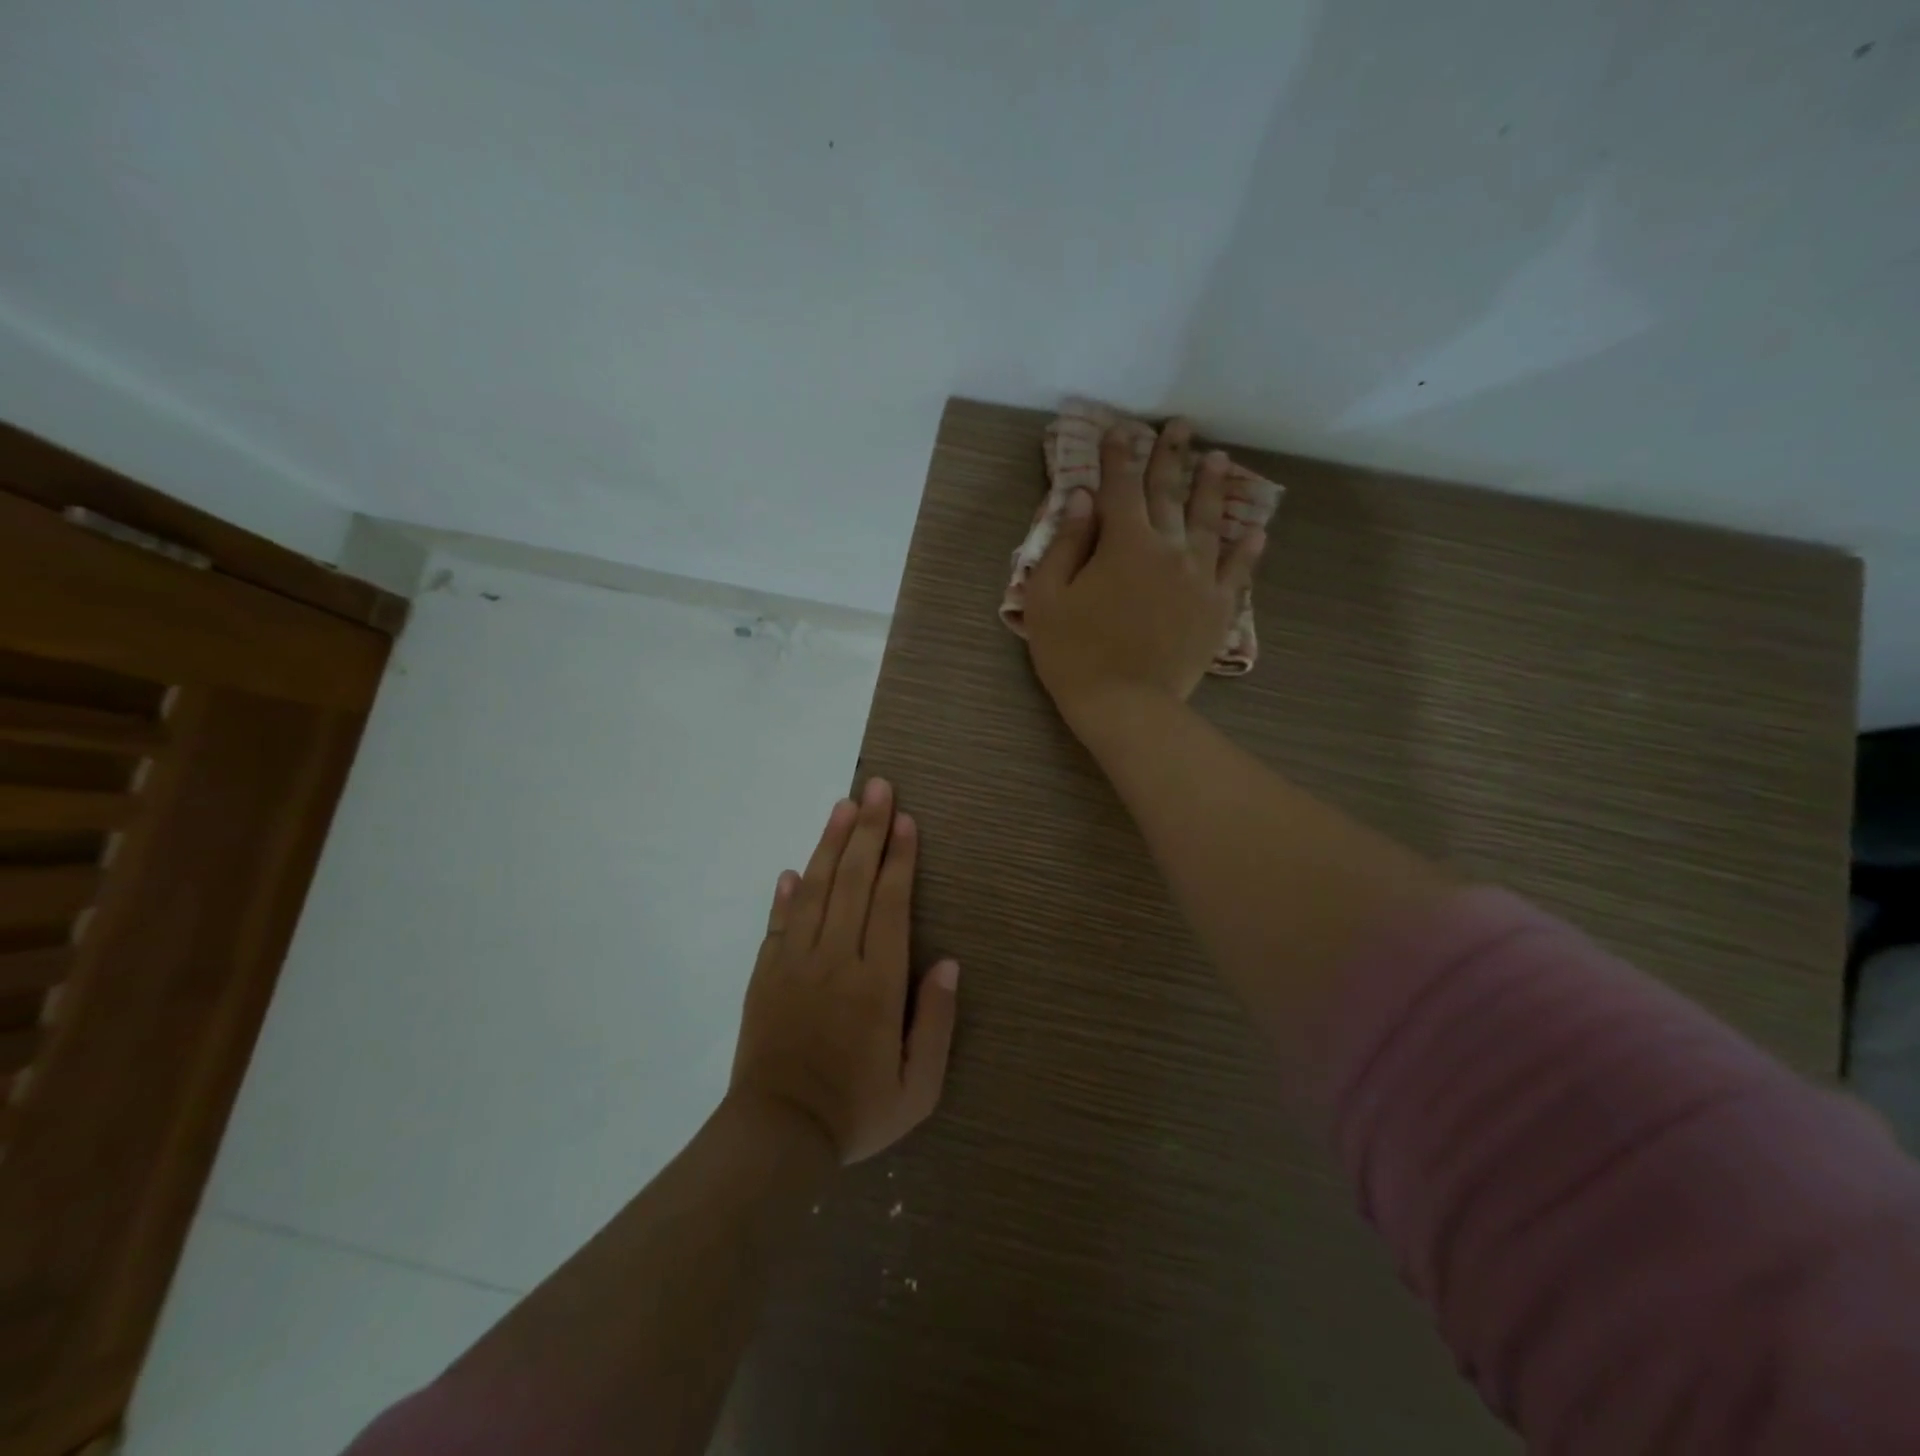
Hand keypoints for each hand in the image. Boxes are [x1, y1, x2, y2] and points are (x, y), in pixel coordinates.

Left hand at [728, 779, 958, 1164]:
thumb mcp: (918, 1088)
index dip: (899, 858)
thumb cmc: (856, 1111)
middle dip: (867, 830)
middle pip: (852, 881)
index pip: (890, 904)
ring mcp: (794, 963)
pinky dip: (785, 892)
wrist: (777, 1137)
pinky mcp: (765, 974)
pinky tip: (793, 868)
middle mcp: (835, 960)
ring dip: (829, 844)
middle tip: (876, 786)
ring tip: (843, 806)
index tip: (905, 819)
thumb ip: (936, 1021)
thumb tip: (948, 962)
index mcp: (876, 983)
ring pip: (814, 890)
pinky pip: (778, 922)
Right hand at [1023, 419, 1265, 734]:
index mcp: (1123, 543)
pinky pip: (1238, 570)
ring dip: (1212, 487)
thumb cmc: (1074, 654)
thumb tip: (1082, 498)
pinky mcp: (1218, 607)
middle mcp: (1168, 548)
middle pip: (1169, 493)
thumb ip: (1066, 543)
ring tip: (1218, 459)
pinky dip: (1247, 548)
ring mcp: (1199, 577)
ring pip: (1208, 521)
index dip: (1118, 455)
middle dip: (1170, 456)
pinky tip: (1256, 529)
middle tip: (1180, 427)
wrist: (1125, 705)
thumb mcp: (1047, 598)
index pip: (1120, 487)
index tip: (1120, 429)